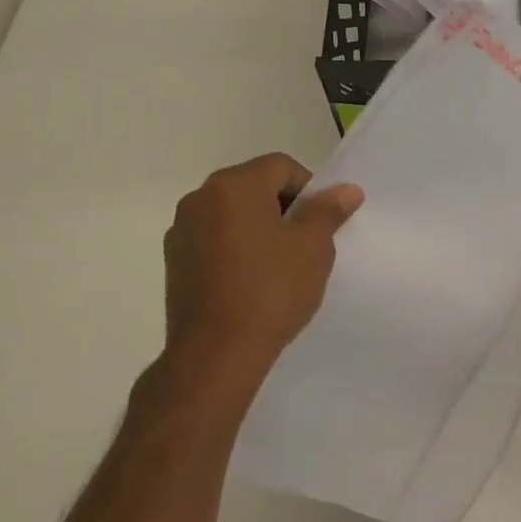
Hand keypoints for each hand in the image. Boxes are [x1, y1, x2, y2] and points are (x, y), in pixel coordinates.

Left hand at [150, 153, 362, 414]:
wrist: (215, 354)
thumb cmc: (271, 290)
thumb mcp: (313, 247)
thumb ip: (328, 211)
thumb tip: (346, 190)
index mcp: (234, 185)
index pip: (282, 167)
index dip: (310, 190)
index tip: (322, 224)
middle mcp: (200, 198)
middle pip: (254, 186)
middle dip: (284, 208)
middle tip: (306, 244)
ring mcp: (182, 230)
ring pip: (232, 214)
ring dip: (258, 228)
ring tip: (279, 266)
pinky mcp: (174, 262)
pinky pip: (214, 240)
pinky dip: (236, 249)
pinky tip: (251, 282)